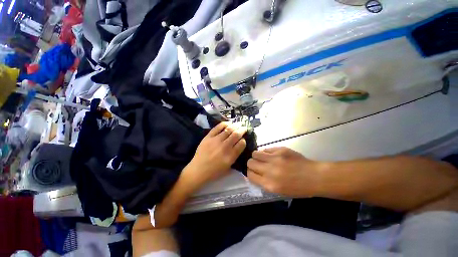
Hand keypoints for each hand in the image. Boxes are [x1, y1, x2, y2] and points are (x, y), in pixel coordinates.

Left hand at [185, 122, 246, 188]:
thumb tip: (239, 144)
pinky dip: (224, 124)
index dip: (244, 140)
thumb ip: (235, 155)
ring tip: (238, 124)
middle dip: (242, 130)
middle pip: (236, 135)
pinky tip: (228, 123)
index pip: (241, 144)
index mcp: (230, 156)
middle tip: (244, 128)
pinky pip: (218, 127)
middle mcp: (224, 147)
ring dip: (235, 126)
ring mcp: (216, 140)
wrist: (198, 170)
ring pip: (228, 129)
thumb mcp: (228, 167)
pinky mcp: (208, 137)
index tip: (243, 139)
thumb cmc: (214, 171)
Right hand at [247, 147, 322, 196]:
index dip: (249, 172)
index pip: (250, 175)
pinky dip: (266, 153)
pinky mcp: (280, 150)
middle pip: (250, 163)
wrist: (314, 177)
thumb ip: (264, 182)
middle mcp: (269, 171)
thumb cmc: (297, 188)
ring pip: (255, 153)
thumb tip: (253, 173)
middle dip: (251, 164)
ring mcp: (275, 159)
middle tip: (257, 164)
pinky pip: (266, 149)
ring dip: (257, 156)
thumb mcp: (279, 191)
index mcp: (269, 184)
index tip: (252, 171)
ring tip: (262, 158)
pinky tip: (272, 155)